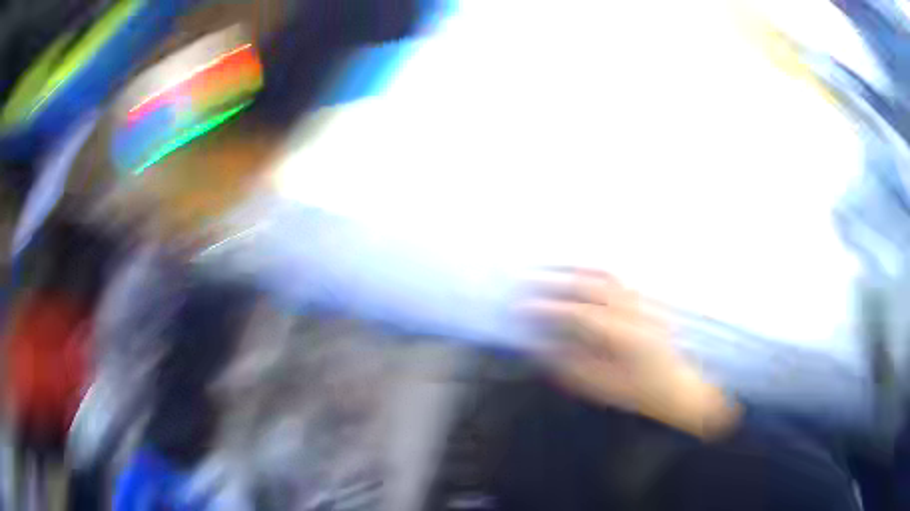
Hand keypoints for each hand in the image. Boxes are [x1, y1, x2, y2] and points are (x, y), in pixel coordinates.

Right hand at [524, 270, 739, 439]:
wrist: (677, 386)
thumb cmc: (639, 393)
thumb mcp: (602, 387)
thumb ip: (570, 365)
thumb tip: (540, 345)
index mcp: (627, 337)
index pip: (580, 315)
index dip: (548, 309)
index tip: (521, 308)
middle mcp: (636, 311)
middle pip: (591, 286)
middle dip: (555, 281)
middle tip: (525, 281)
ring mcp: (644, 300)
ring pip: (604, 276)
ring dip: (572, 270)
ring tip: (545, 269)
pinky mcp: (646, 298)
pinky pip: (614, 279)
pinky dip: (590, 273)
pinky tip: (574, 274)